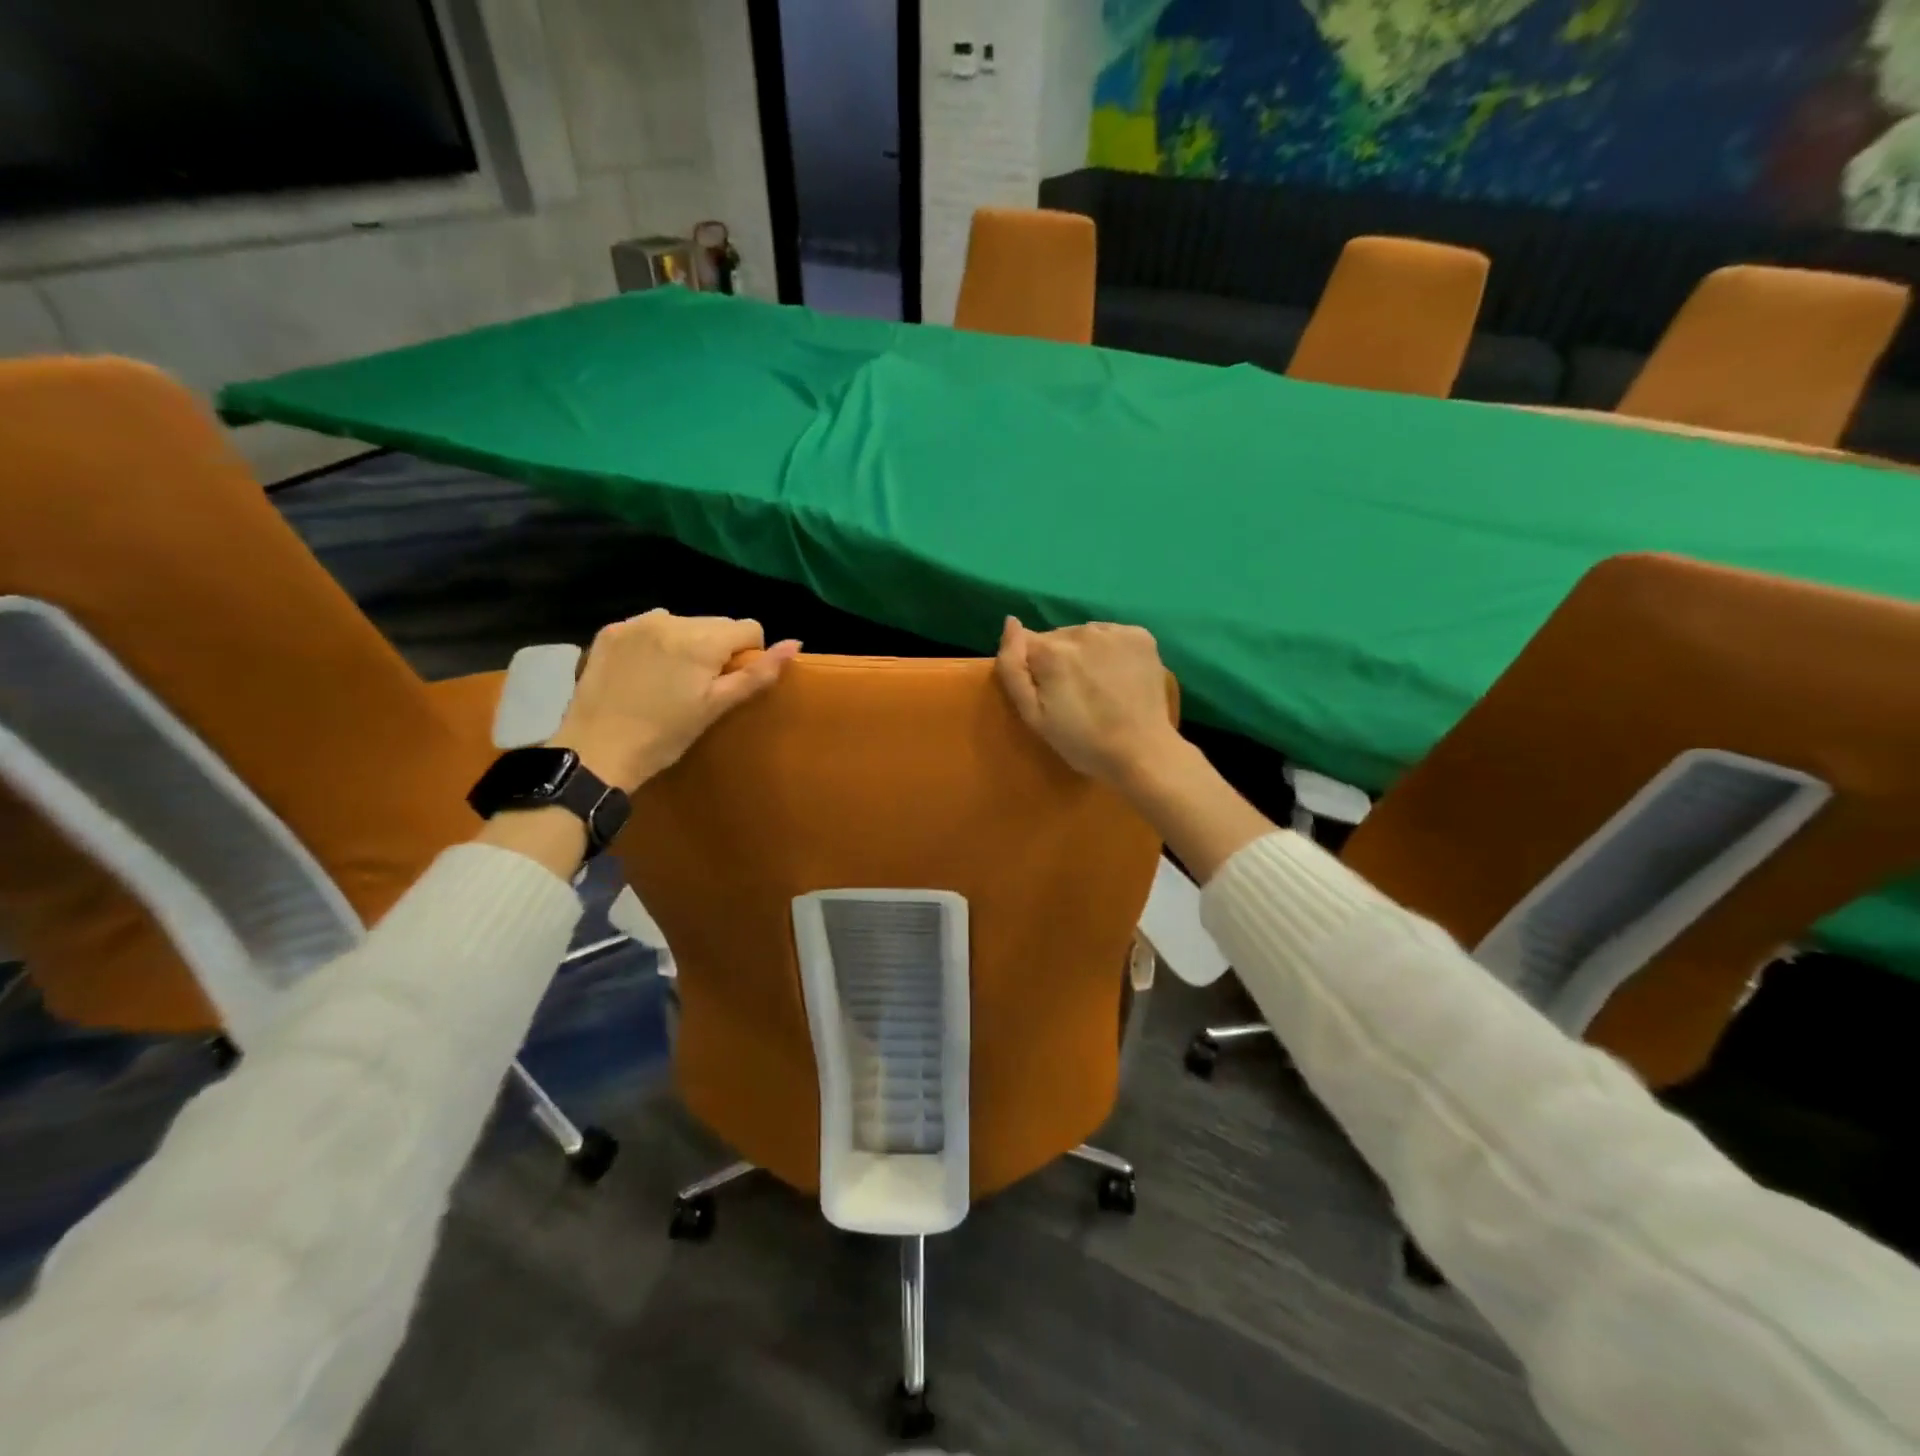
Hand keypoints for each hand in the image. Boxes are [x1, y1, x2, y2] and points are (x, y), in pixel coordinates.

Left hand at [552, 610, 799, 789]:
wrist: (596, 751)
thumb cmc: (665, 736)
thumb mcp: (717, 707)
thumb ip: (758, 673)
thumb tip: (795, 643)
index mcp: (702, 640)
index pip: (749, 627)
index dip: (748, 655)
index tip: (728, 683)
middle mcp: (670, 619)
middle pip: (716, 623)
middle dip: (717, 648)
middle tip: (699, 686)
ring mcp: (636, 623)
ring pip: (684, 622)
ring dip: (687, 643)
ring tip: (670, 679)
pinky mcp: (610, 631)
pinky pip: (650, 626)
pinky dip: (655, 643)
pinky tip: (643, 672)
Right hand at [995, 616, 1179, 784]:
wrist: (1142, 752)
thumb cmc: (1081, 742)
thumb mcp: (1033, 716)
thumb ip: (1012, 668)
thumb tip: (1010, 623)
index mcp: (1051, 651)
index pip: (1026, 642)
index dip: (1031, 668)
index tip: (1046, 692)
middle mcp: (1082, 631)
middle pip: (1056, 637)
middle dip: (1058, 659)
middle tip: (1073, 694)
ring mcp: (1114, 631)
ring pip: (1084, 634)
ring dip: (1084, 653)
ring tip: (1097, 685)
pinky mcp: (1140, 635)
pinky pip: (1112, 635)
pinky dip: (1110, 650)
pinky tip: (1117, 676)